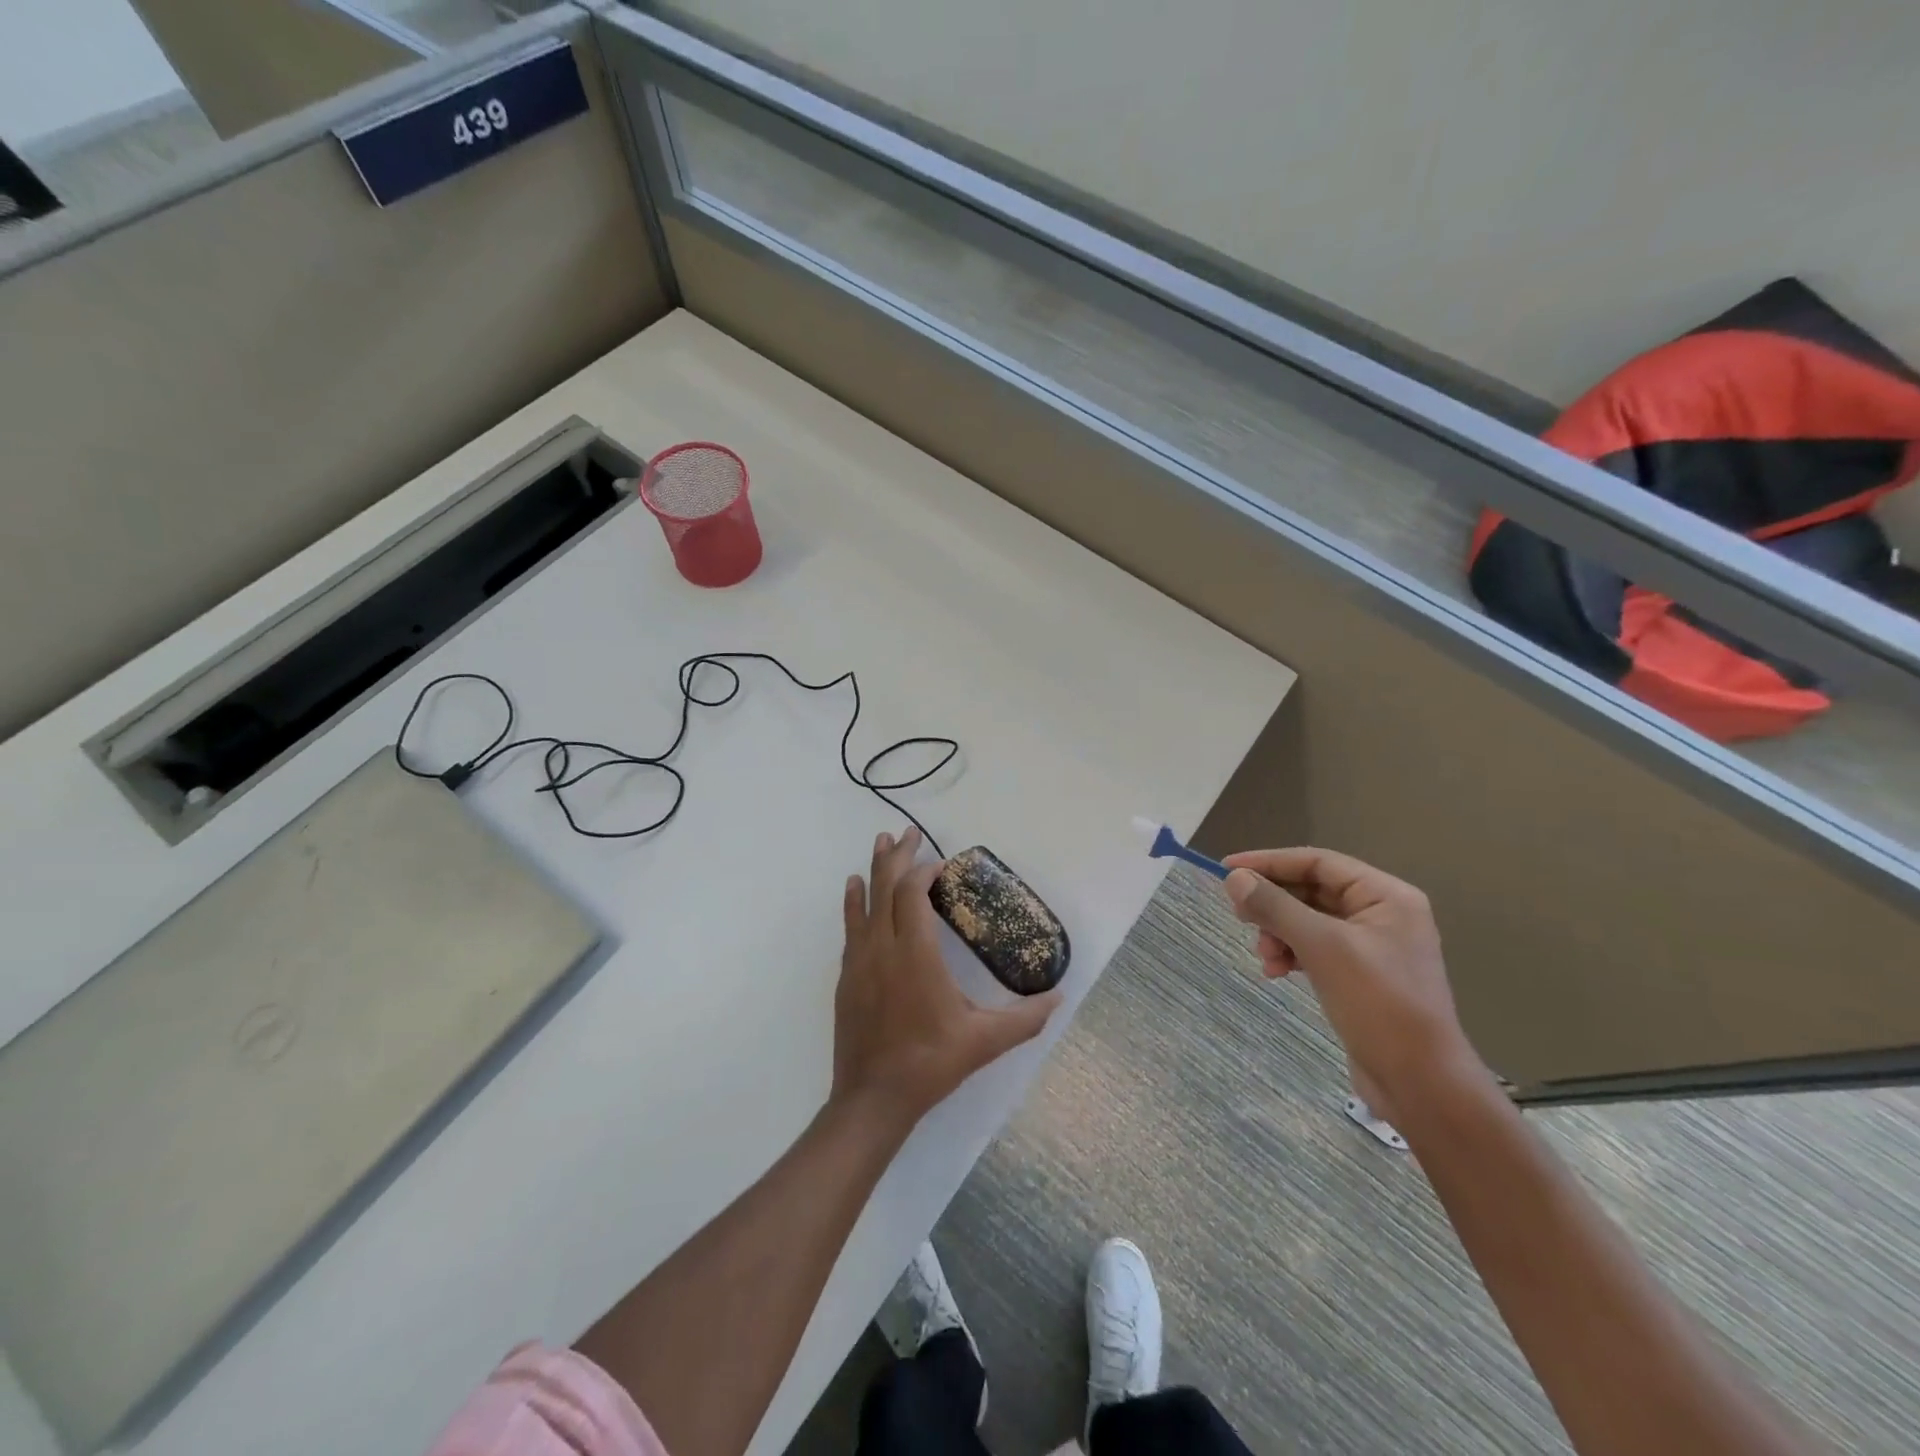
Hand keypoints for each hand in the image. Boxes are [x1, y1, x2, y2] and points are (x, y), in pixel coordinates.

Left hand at [832, 828, 1060, 1131]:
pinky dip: (854, 902)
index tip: (940, 864)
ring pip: (864, 901)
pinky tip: (854, 890)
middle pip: (886, 887)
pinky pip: (850, 927)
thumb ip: (1025, 1018)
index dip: (924, 871)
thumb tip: (1060, 998)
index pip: (913, 893)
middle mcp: (883, 947)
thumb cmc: (931, 1063)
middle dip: (897, 856)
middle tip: (908, 832)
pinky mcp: (846, 977)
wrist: (872, 1099)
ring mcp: (859, 961)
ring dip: (873, 870)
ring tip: (880, 842)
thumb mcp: (985, 1041)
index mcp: (916, 954)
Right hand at [1221, 847, 1484, 1117]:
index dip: (1269, 862)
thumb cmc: (1379, 1004)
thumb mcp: (1323, 948)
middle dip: (1273, 903)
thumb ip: (1276, 907)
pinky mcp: (1359, 975)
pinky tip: (1275, 971)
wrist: (1421, 1084)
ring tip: (1263, 954)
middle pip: (1311, 890)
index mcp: (1386, 896)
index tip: (1226, 869)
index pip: (1318, 862)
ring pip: (1309, 921)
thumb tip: (1234, 878)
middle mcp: (1381, 914)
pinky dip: (1291, 953)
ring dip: (1278, 932)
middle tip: (1238, 915)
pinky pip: (1315, 948)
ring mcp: (1371, 946)